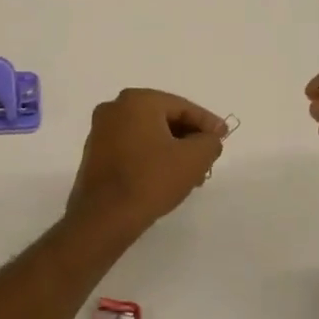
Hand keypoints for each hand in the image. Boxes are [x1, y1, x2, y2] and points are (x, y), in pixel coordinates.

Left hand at [65, 89, 226, 235]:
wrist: (104, 218)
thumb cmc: (151, 180)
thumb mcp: (194, 159)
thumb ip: (210, 142)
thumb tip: (208, 140)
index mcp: (137, 100)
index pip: (182, 107)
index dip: (207, 123)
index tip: (224, 137)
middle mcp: (114, 108)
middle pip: (164, 119)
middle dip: (189, 139)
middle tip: (208, 158)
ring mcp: (100, 132)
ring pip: (148, 136)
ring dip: (172, 151)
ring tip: (191, 174)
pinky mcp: (94, 155)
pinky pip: (132, 148)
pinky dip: (151, 158)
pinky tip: (166, 178)